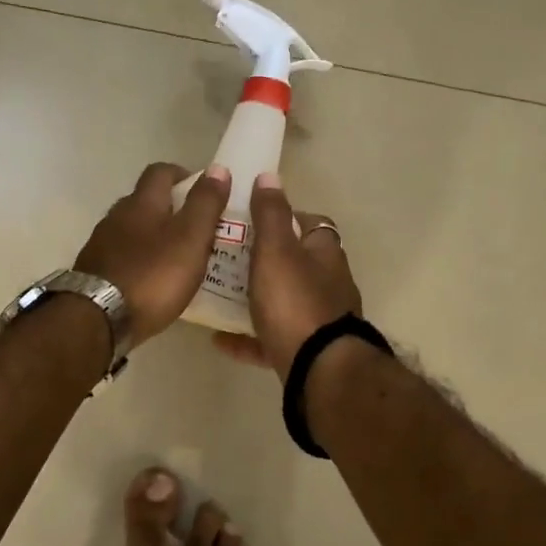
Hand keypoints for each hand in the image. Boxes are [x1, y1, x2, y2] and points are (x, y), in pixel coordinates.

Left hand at [76, 163, 231, 344]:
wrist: (98, 318)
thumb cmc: (153, 275)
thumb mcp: (191, 238)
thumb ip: (205, 204)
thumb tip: (218, 168)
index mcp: (142, 203)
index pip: (161, 172)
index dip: (183, 175)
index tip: (203, 190)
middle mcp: (117, 216)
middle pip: (144, 201)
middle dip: (170, 208)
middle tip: (197, 228)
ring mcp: (101, 244)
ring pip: (132, 230)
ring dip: (153, 236)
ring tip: (177, 257)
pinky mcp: (94, 271)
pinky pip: (122, 256)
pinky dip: (140, 260)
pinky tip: (152, 279)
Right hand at [213, 172, 364, 376]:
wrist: (318, 369)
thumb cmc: (295, 301)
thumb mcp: (276, 250)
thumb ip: (270, 214)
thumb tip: (270, 176)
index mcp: (324, 254)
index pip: (310, 224)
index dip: (282, 217)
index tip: (250, 219)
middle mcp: (327, 284)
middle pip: (294, 264)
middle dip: (262, 261)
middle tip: (226, 258)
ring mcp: (318, 320)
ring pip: (282, 303)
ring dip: (253, 299)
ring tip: (217, 295)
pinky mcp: (305, 352)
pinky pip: (271, 340)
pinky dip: (248, 338)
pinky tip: (220, 340)